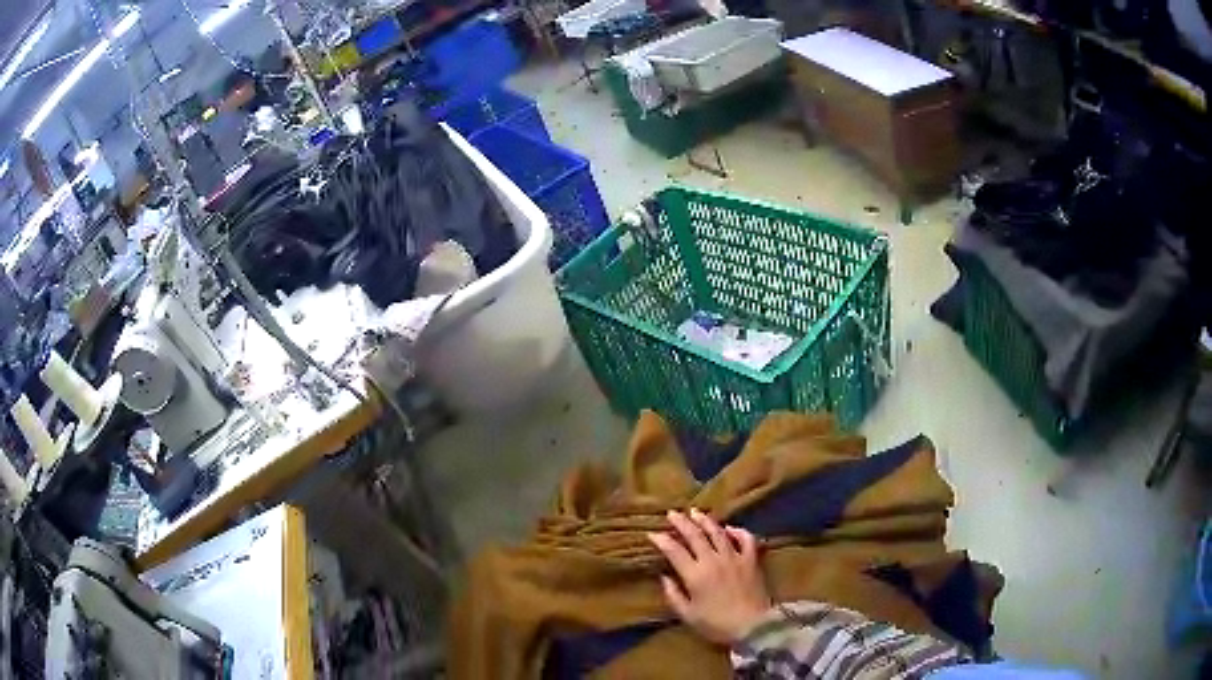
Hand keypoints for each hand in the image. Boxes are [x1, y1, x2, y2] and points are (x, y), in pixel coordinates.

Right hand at [647, 509, 771, 644]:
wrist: (752, 626)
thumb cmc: (716, 624)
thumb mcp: (688, 615)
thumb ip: (674, 595)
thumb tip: (664, 577)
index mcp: (695, 574)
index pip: (674, 551)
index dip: (662, 540)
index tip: (652, 533)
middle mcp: (713, 560)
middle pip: (695, 535)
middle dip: (681, 523)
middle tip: (672, 513)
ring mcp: (734, 557)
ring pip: (718, 532)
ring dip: (705, 521)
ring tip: (695, 512)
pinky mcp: (751, 560)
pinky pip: (746, 538)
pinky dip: (738, 531)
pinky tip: (730, 528)